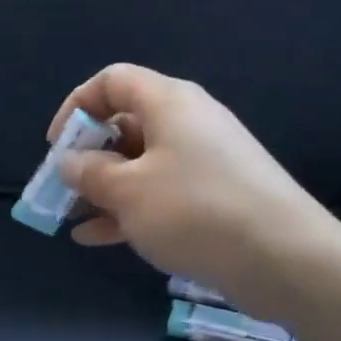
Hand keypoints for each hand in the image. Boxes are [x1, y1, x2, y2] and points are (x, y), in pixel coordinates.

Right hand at [48, 64, 340, 320]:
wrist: (283, 258)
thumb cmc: (194, 210)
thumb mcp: (127, 191)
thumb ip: (89, 172)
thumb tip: (69, 162)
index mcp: (168, 103)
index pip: (112, 82)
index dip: (76, 107)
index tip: (57, 147)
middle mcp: (188, 123)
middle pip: (124, 124)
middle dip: (87, 156)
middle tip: (62, 189)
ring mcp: (204, 161)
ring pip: (139, 164)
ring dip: (102, 189)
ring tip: (72, 218)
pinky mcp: (214, 196)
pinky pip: (159, 193)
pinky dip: (127, 210)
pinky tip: (96, 238)